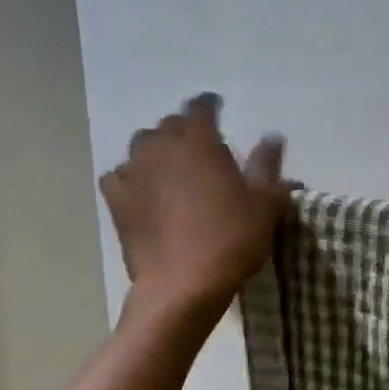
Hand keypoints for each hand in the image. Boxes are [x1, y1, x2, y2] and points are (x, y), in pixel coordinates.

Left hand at [100, 94, 289, 314]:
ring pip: (142, 145)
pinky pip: (120, 175)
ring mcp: (134, 173)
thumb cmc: (232, 240)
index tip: (218, 106)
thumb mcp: (265, 205)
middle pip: (169, 124)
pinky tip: (142, 189)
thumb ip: (267, 166)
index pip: (201, 107)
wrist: (183, 285)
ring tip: (171, 164)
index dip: (210, 104)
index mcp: (199, 143)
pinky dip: (132, 175)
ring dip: (157, 148)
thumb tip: (271, 137)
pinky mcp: (116, 200)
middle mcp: (161, 148)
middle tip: (200, 144)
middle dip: (185, 128)